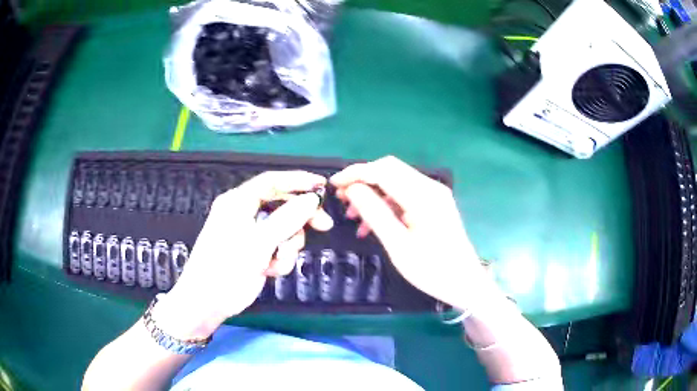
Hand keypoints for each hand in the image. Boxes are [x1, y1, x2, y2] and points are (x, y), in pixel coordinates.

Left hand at [156, 171, 332, 339]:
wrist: (208, 302)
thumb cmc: (227, 267)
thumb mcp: (259, 242)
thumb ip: (287, 219)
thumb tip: (312, 199)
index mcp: (238, 202)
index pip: (272, 182)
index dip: (298, 181)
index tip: (322, 185)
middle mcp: (245, 214)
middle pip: (282, 206)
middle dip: (301, 219)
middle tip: (323, 226)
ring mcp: (252, 234)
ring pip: (284, 230)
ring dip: (288, 246)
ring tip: (279, 260)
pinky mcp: (257, 252)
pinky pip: (279, 248)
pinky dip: (280, 259)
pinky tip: (271, 271)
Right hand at [331, 156, 495, 311]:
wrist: (464, 283)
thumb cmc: (432, 269)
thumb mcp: (398, 245)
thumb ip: (374, 213)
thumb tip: (352, 189)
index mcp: (422, 195)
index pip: (382, 170)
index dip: (355, 174)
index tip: (333, 184)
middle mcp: (430, 187)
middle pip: (389, 170)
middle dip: (362, 180)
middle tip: (341, 199)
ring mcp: (434, 195)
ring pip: (395, 182)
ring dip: (372, 194)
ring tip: (353, 217)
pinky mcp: (434, 204)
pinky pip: (404, 196)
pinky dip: (386, 205)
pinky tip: (372, 225)